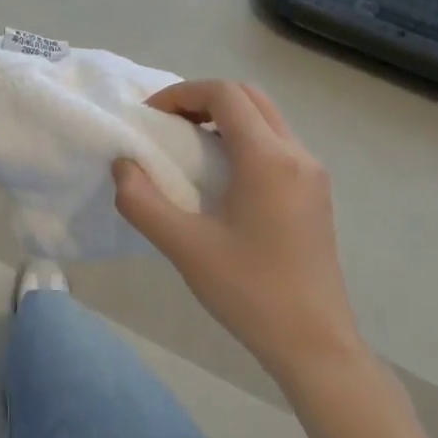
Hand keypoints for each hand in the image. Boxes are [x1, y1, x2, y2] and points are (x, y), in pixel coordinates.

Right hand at [112, 80, 362, 377]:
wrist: (314, 343)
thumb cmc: (249, 292)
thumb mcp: (184, 247)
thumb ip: (142, 201)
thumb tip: (123, 166)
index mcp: (269, 160)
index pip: (225, 94)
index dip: (182, 94)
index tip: (150, 117)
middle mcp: (297, 155)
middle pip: (250, 98)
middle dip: (203, 100)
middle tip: (167, 125)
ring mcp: (312, 175)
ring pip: (266, 120)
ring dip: (224, 119)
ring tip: (186, 149)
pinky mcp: (315, 195)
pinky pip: (276, 146)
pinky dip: (242, 141)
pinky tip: (218, 179)